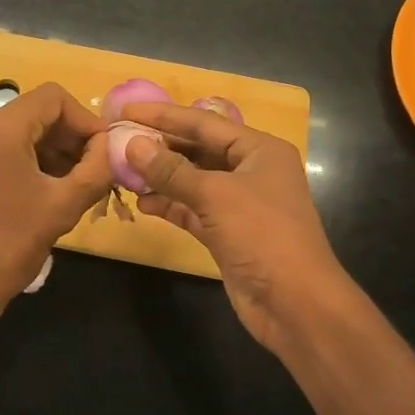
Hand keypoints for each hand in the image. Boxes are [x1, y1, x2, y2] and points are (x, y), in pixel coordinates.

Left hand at [0, 82, 112, 331]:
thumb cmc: (10, 244)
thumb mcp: (63, 206)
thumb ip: (96, 168)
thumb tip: (109, 146)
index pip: (54, 98)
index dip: (85, 120)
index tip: (103, 152)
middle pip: (35, 113)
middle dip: (69, 138)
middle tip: (94, 172)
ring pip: (19, 132)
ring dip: (51, 152)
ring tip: (75, 186)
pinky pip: (1, 149)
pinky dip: (28, 161)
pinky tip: (47, 192)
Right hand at [123, 101, 362, 358]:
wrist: (295, 303)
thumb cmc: (262, 235)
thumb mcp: (215, 195)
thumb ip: (171, 170)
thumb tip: (133, 145)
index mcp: (259, 150)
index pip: (203, 123)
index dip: (163, 116)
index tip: (126, 112)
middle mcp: (250, 171)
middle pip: (197, 150)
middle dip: (160, 147)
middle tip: (119, 142)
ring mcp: (239, 204)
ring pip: (192, 181)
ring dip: (160, 178)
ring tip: (123, 174)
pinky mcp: (227, 233)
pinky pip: (192, 209)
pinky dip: (169, 205)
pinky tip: (142, 203)